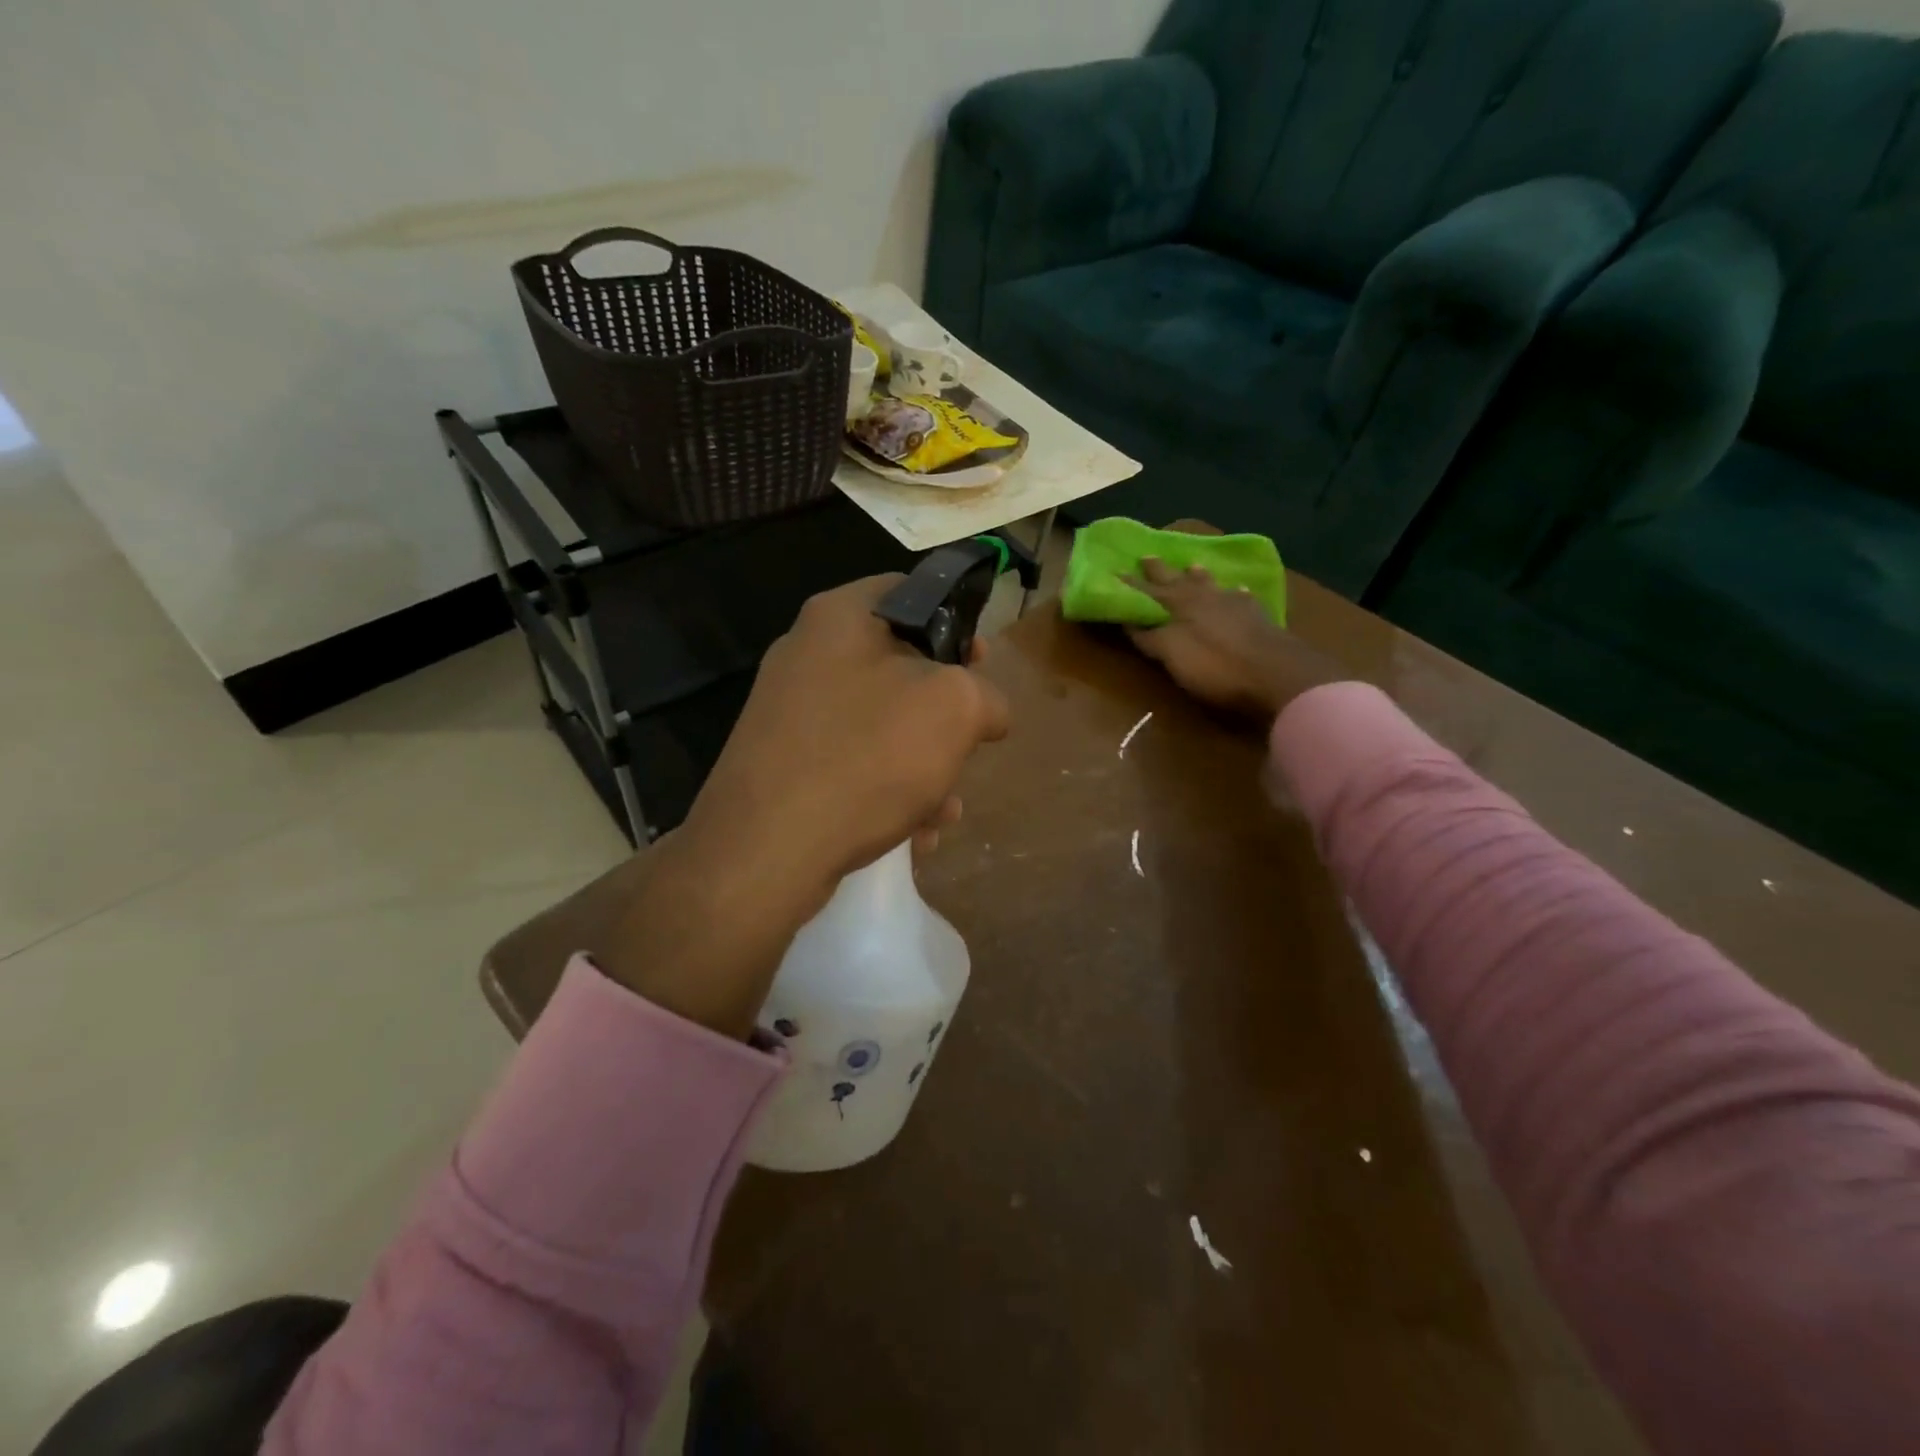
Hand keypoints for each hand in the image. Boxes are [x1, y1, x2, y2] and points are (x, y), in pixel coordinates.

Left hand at [598, 576, 1009, 1034]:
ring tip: (941, 813)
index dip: (957, 622)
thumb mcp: (954, 709)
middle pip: (899, 668)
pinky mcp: (781, 765)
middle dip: (943, 717)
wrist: (763, 851)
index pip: (911, 592)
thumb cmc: (866, 758)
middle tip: (965, 748)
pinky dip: (886, 794)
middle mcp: (806, 655)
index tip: (981, 666)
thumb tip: (987, 709)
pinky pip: (851, 766)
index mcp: (840, 617)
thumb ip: (986, 695)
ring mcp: (789, 713)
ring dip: (923, 768)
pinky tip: (910, 836)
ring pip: (880, 727)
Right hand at [1125, 558, 1343, 721]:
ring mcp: (1234, 605)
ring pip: (1210, 584)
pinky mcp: (1258, 618)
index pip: (1147, 592)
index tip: (1113, 572)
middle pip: (1177, 581)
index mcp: (1179, 605)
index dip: (1130, 585)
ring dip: (1198, 576)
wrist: (1276, 674)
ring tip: (1191, 565)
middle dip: (1160, 571)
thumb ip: (1150, 637)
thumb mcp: (1172, 653)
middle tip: (1146, 556)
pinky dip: (1235, 594)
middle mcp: (1204, 597)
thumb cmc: (1215, 666)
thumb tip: (1130, 621)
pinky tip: (1239, 591)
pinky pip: (1242, 598)